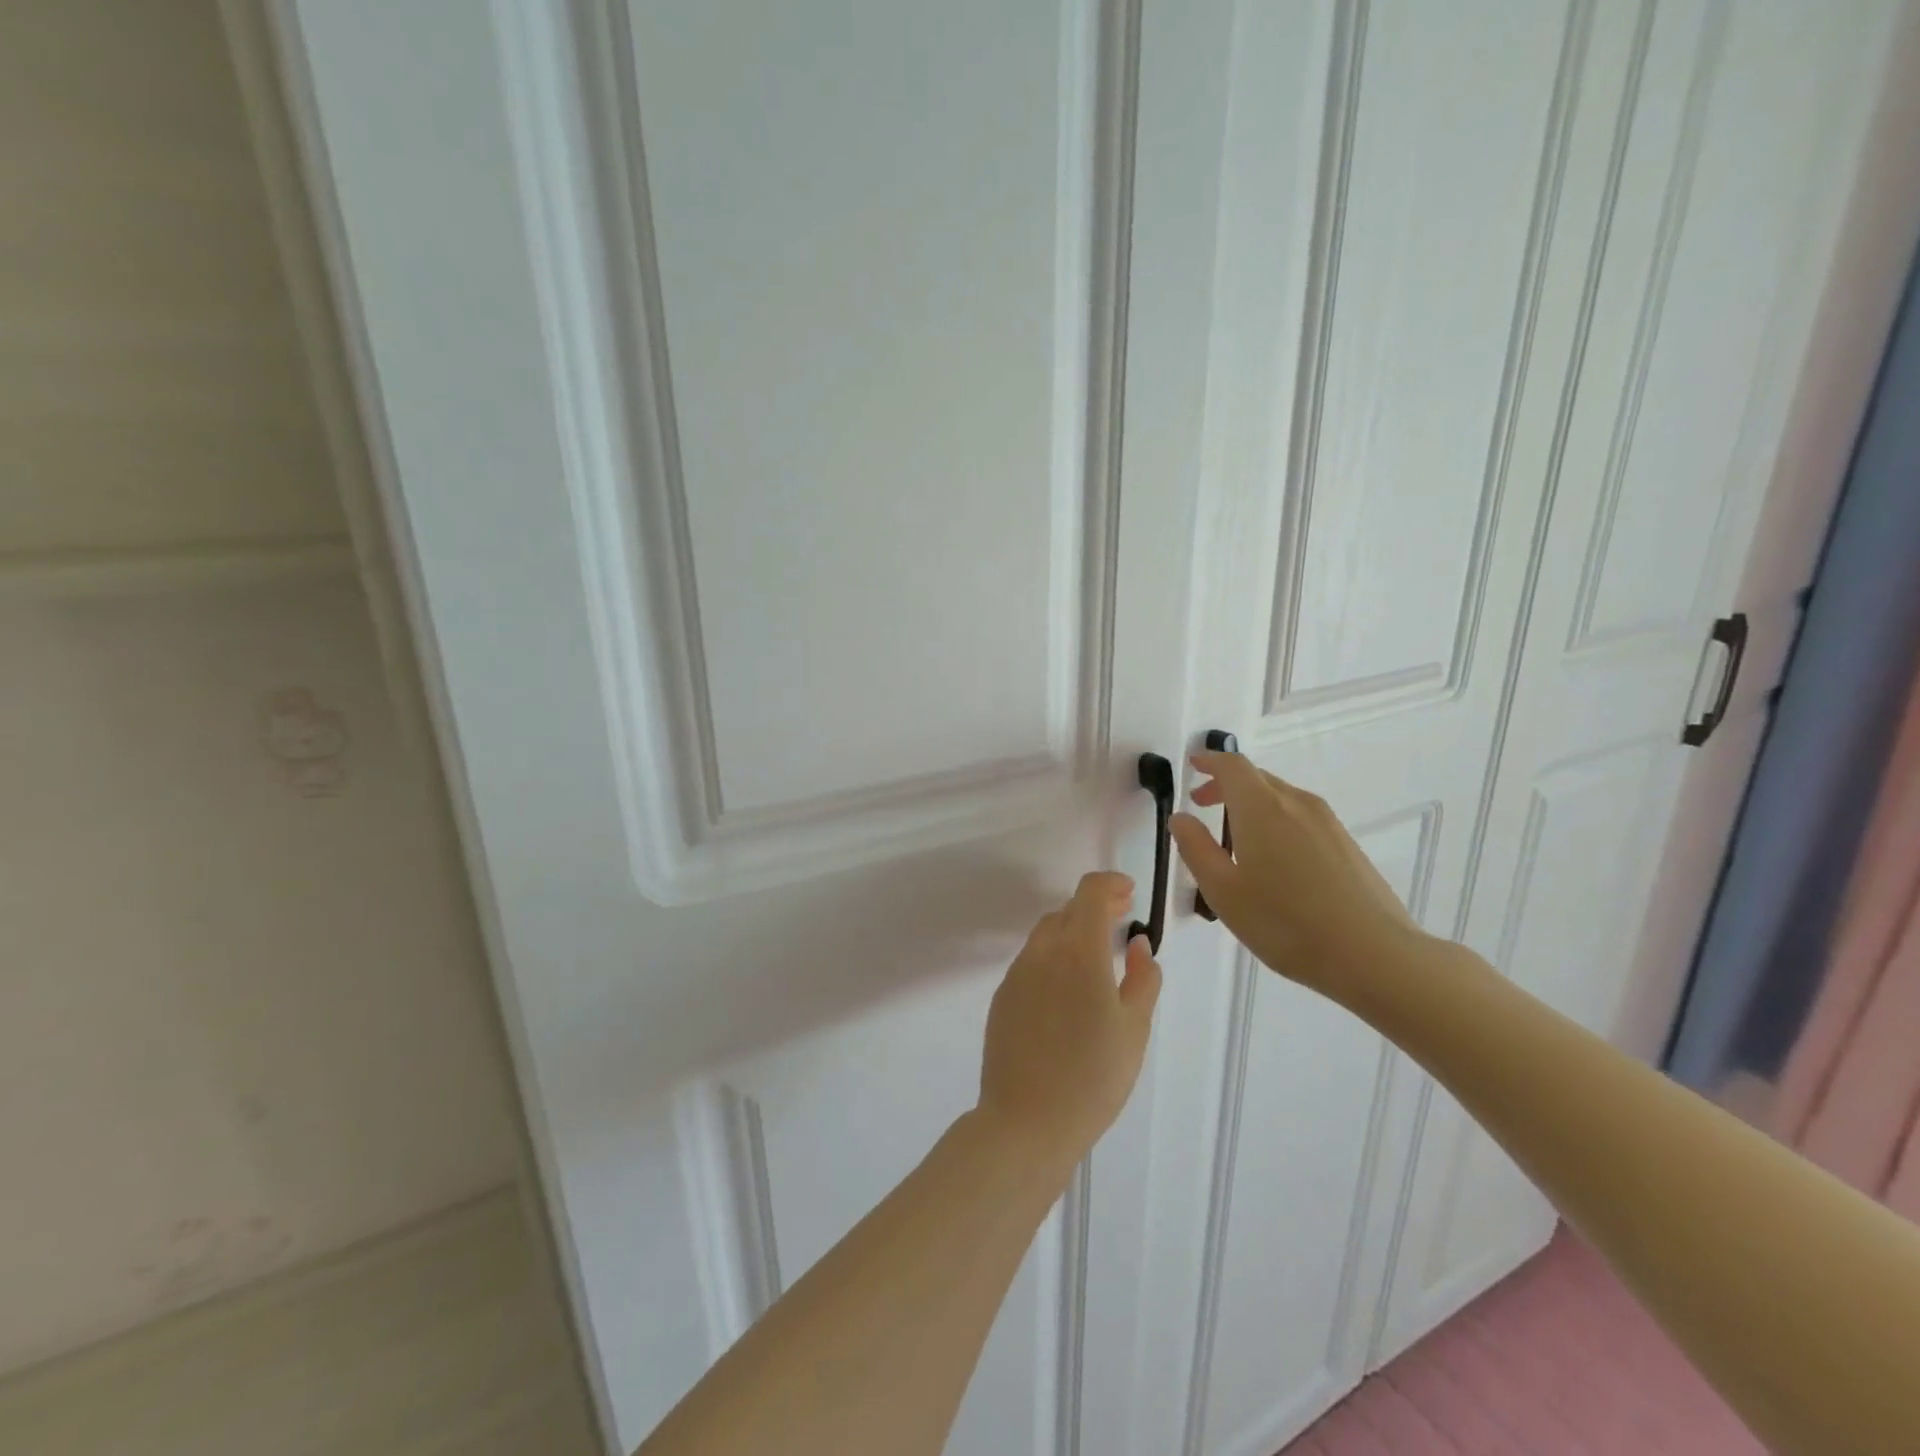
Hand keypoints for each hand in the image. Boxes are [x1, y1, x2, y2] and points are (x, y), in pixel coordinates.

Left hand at [976, 872, 1160, 1175]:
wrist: (1026, 1121)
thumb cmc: (1093, 1077)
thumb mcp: (1134, 1029)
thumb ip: (1142, 978)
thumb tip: (1137, 945)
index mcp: (1078, 951)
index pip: (1089, 893)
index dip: (1110, 884)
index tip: (1129, 894)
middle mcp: (1042, 952)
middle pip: (1067, 911)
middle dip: (1095, 908)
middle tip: (1122, 919)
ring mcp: (1017, 973)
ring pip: (1047, 935)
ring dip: (1072, 931)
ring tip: (1098, 954)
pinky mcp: (1003, 996)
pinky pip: (1032, 961)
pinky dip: (1054, 957)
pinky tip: (1069, 988)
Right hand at [1170, 751, 1424, 1001]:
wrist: (1374, 955)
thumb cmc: (1285, 922)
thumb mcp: (1223, 891)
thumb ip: (1196, 849)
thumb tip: (1181, 818)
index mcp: (1261, 808)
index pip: (1232, 766)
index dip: (1209, 761)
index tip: (1192, 766)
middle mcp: (1296, 803)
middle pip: (1257, 778)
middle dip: (1226, 785)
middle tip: (1202, 805)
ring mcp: (1327, 823)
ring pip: (1281, 798)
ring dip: (1251, 804)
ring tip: (1235, 837)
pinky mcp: (1347, 844)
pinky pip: (1301, 817)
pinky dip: (1276, 821)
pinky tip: (1274, 860)